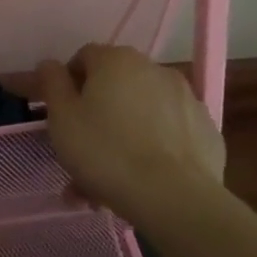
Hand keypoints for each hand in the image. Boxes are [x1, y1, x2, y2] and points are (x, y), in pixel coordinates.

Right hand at [37, 44, 224, 216]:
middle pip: (114, 88)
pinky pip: (167, 134)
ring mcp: (186, 99)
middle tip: (79, 152)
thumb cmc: (106, 151)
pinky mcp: (206, 131)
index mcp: (117, 60)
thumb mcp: (62, 116)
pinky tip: (140, 180)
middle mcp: (154, 69)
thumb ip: (51, 83)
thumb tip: (49, 65)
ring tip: (106, 180)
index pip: (83, 58)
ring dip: (121, 136)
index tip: (60, 115)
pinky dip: (152, 148)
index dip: (67, 84)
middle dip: (95, 116)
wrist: (175, 198)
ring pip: (140, 114)